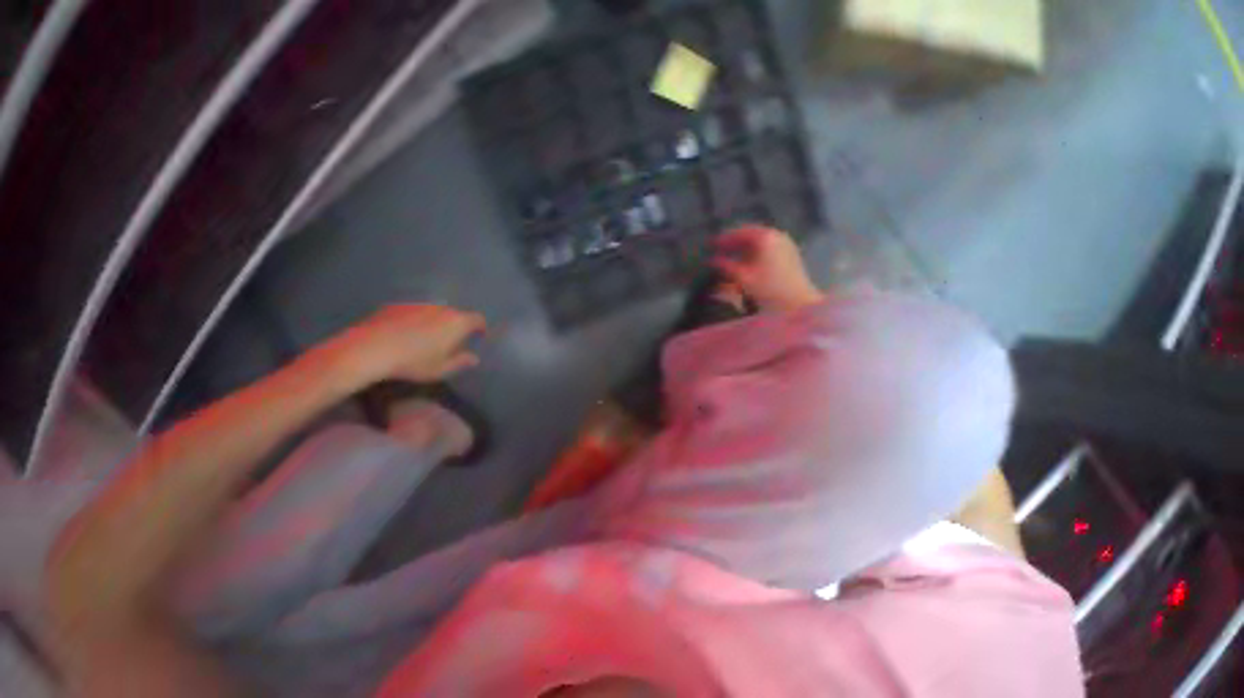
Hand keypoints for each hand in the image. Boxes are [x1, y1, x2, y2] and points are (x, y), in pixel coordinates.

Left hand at [320, 304, 485, 386]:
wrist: (369, 350)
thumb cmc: (414, 362)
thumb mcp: (442, 369)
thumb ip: (461, 362)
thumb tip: (474, 358)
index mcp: (457, 322)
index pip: (478, 319)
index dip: (480, 328)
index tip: (479, 337)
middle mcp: (441, 308)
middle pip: (456, 314)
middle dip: (456, 325)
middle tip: (451, 341)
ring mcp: (417, 305)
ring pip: (434, 312)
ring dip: (436, 322)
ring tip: (427, 338)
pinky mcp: (396, 306)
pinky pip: (414, 312)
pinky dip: (415, 320)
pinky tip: (405, 334)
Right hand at [712, 225, 822, 312]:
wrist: (798, 302)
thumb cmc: (768, 288)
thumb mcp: (743, 277)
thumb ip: (727, 266)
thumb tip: (713, 260)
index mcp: (766, 237)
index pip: (741, 232)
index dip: (725, 238)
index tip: (713, 244)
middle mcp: (777, 236)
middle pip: (751, 235)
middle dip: (735, 243)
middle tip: (720, 250)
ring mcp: (785, 245)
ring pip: (760, 243)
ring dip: (744, 249)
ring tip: (731, 258)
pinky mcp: (790, 255)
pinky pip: (768, 249)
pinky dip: (755, 254)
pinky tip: (747, 264)